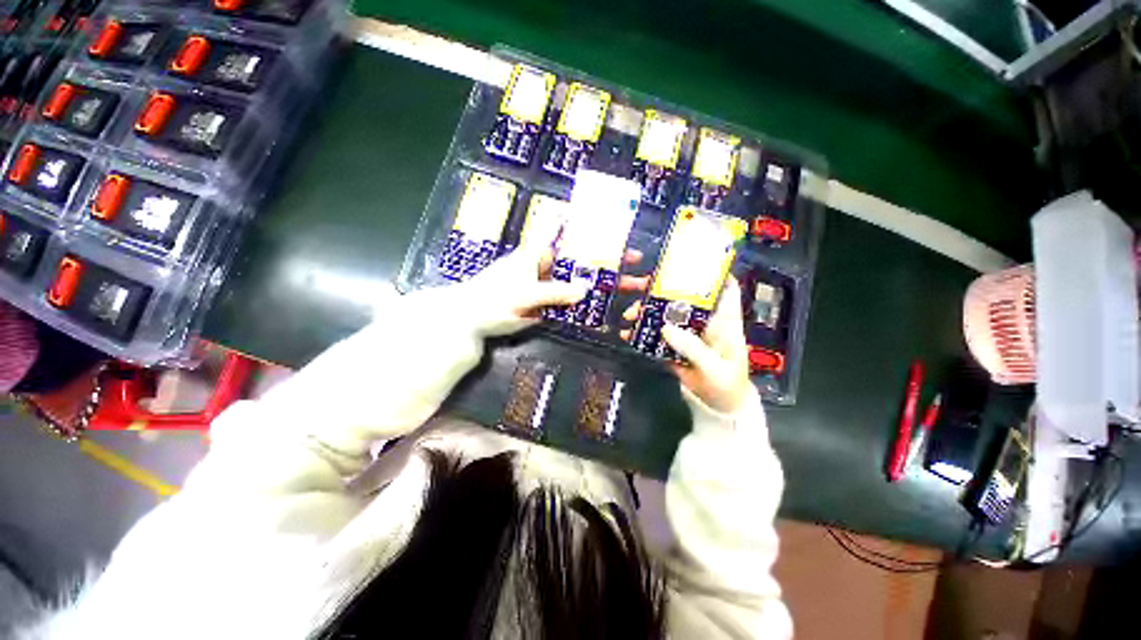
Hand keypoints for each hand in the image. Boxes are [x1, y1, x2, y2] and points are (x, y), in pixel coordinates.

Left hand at [455, 218, 649, 337]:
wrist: (473, 321)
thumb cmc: (491, 299)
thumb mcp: (521, 294)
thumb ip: (552, 292)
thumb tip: (585, 290)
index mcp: (539, 253)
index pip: (562, 227)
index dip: (583, 218)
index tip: (609, 215)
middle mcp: (549, 266)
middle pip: (582, 257)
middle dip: (608, 258)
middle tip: (635, 260)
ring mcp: (552, 286)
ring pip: (582, 281)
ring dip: (605, 284)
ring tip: (633, 287)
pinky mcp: (551, 304)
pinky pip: (574, 304)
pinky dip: (591, 307)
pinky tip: (609, 311)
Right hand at [621, 276, 750, 414]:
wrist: (717, 409)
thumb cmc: (726, 386)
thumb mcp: (713, 369)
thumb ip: (693, 349)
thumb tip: (666, 327)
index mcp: (723, 321)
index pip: (723, 288)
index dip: (710, 271)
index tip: (687, 260)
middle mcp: (704, 321)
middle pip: (685, 296)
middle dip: (662, 288)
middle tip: (638, 285)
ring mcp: (686, 332)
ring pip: (666, 313)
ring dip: (646, 310)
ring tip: (628, 314)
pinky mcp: (673, 344)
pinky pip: (656, 334)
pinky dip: (641, 332)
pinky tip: (626, 333)